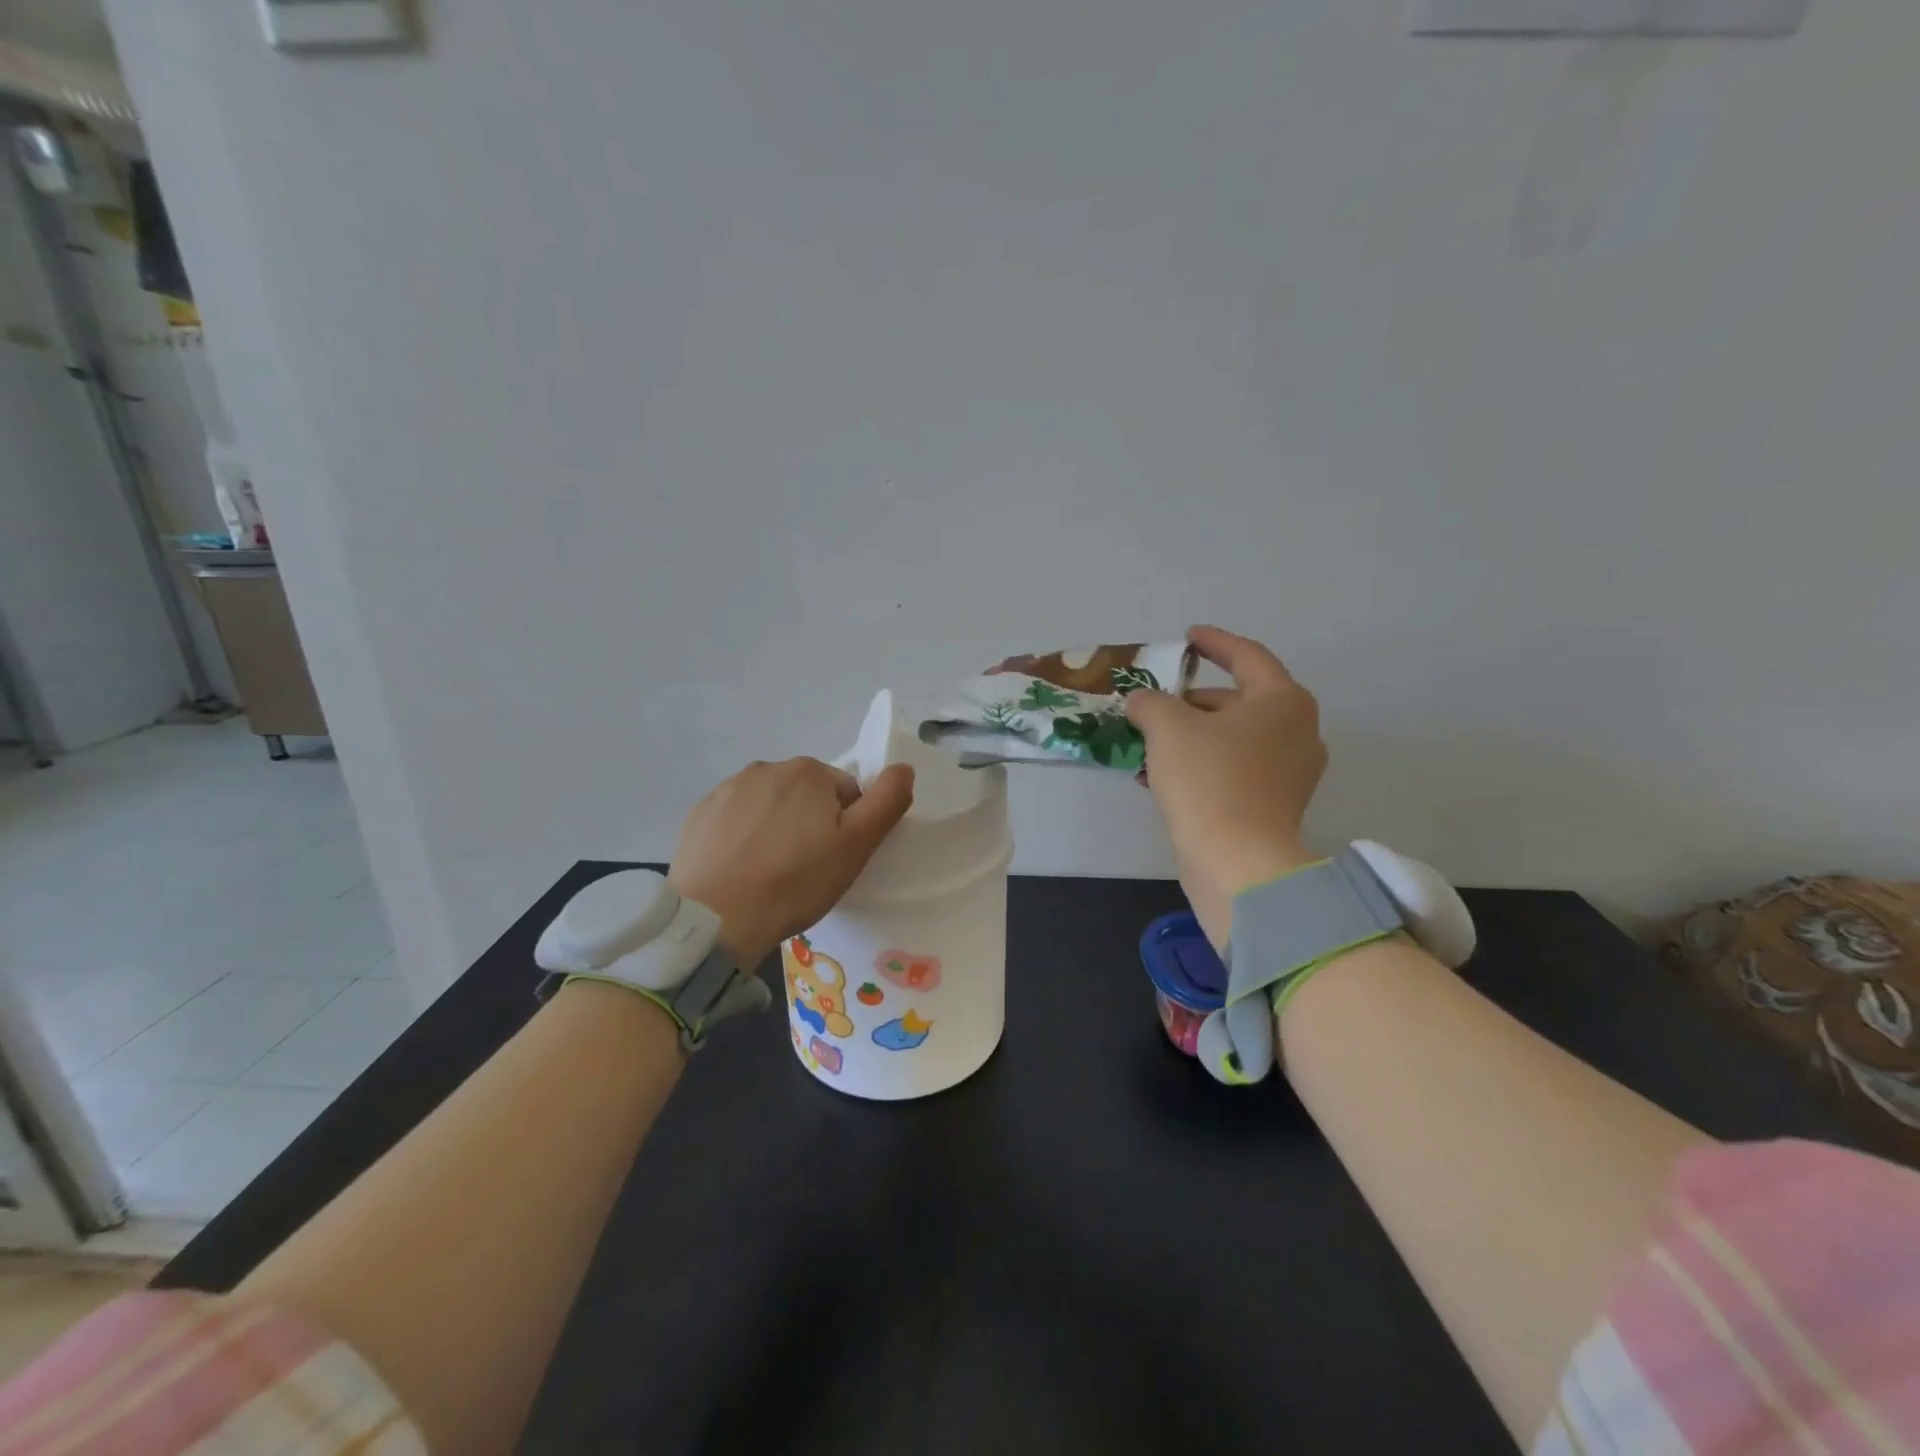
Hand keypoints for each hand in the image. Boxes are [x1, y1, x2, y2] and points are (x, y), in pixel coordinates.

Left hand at [669, 758, 914, 964]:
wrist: (715, 918)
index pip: (846, 792)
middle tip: (805, 868)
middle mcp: (767, 768)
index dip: (847, 826)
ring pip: (769, 804)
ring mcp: (728, 789)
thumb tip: (904, 767)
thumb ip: (886, 802)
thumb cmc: (795, 882)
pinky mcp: (700, 813)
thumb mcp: (856, 847)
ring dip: (776, 826)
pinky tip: (740, 868)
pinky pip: (735, 818)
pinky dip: (742, 836)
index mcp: (809, 772)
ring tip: (771, 871)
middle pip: (806, 794)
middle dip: (811, 822)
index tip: (834, 859)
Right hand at [1126, 626, 1325, 947]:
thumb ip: (1151, 702)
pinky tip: (1161, 774)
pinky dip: (1202, 763)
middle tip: (1155, 700)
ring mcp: (1290, 772)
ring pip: (1233, 738)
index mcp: (1283, 701)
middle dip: (1192, 700)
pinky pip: (1234, 769)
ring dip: (1191, 735)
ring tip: (1148, 739)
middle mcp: (1297, 732)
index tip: (1187, 637)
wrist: (1238, 862)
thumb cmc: (1209, 780)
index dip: (1214, 642)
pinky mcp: (1275, 805)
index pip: (1247, 656)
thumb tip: (1143, 702)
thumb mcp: (1168, 727)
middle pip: (1239, 700)